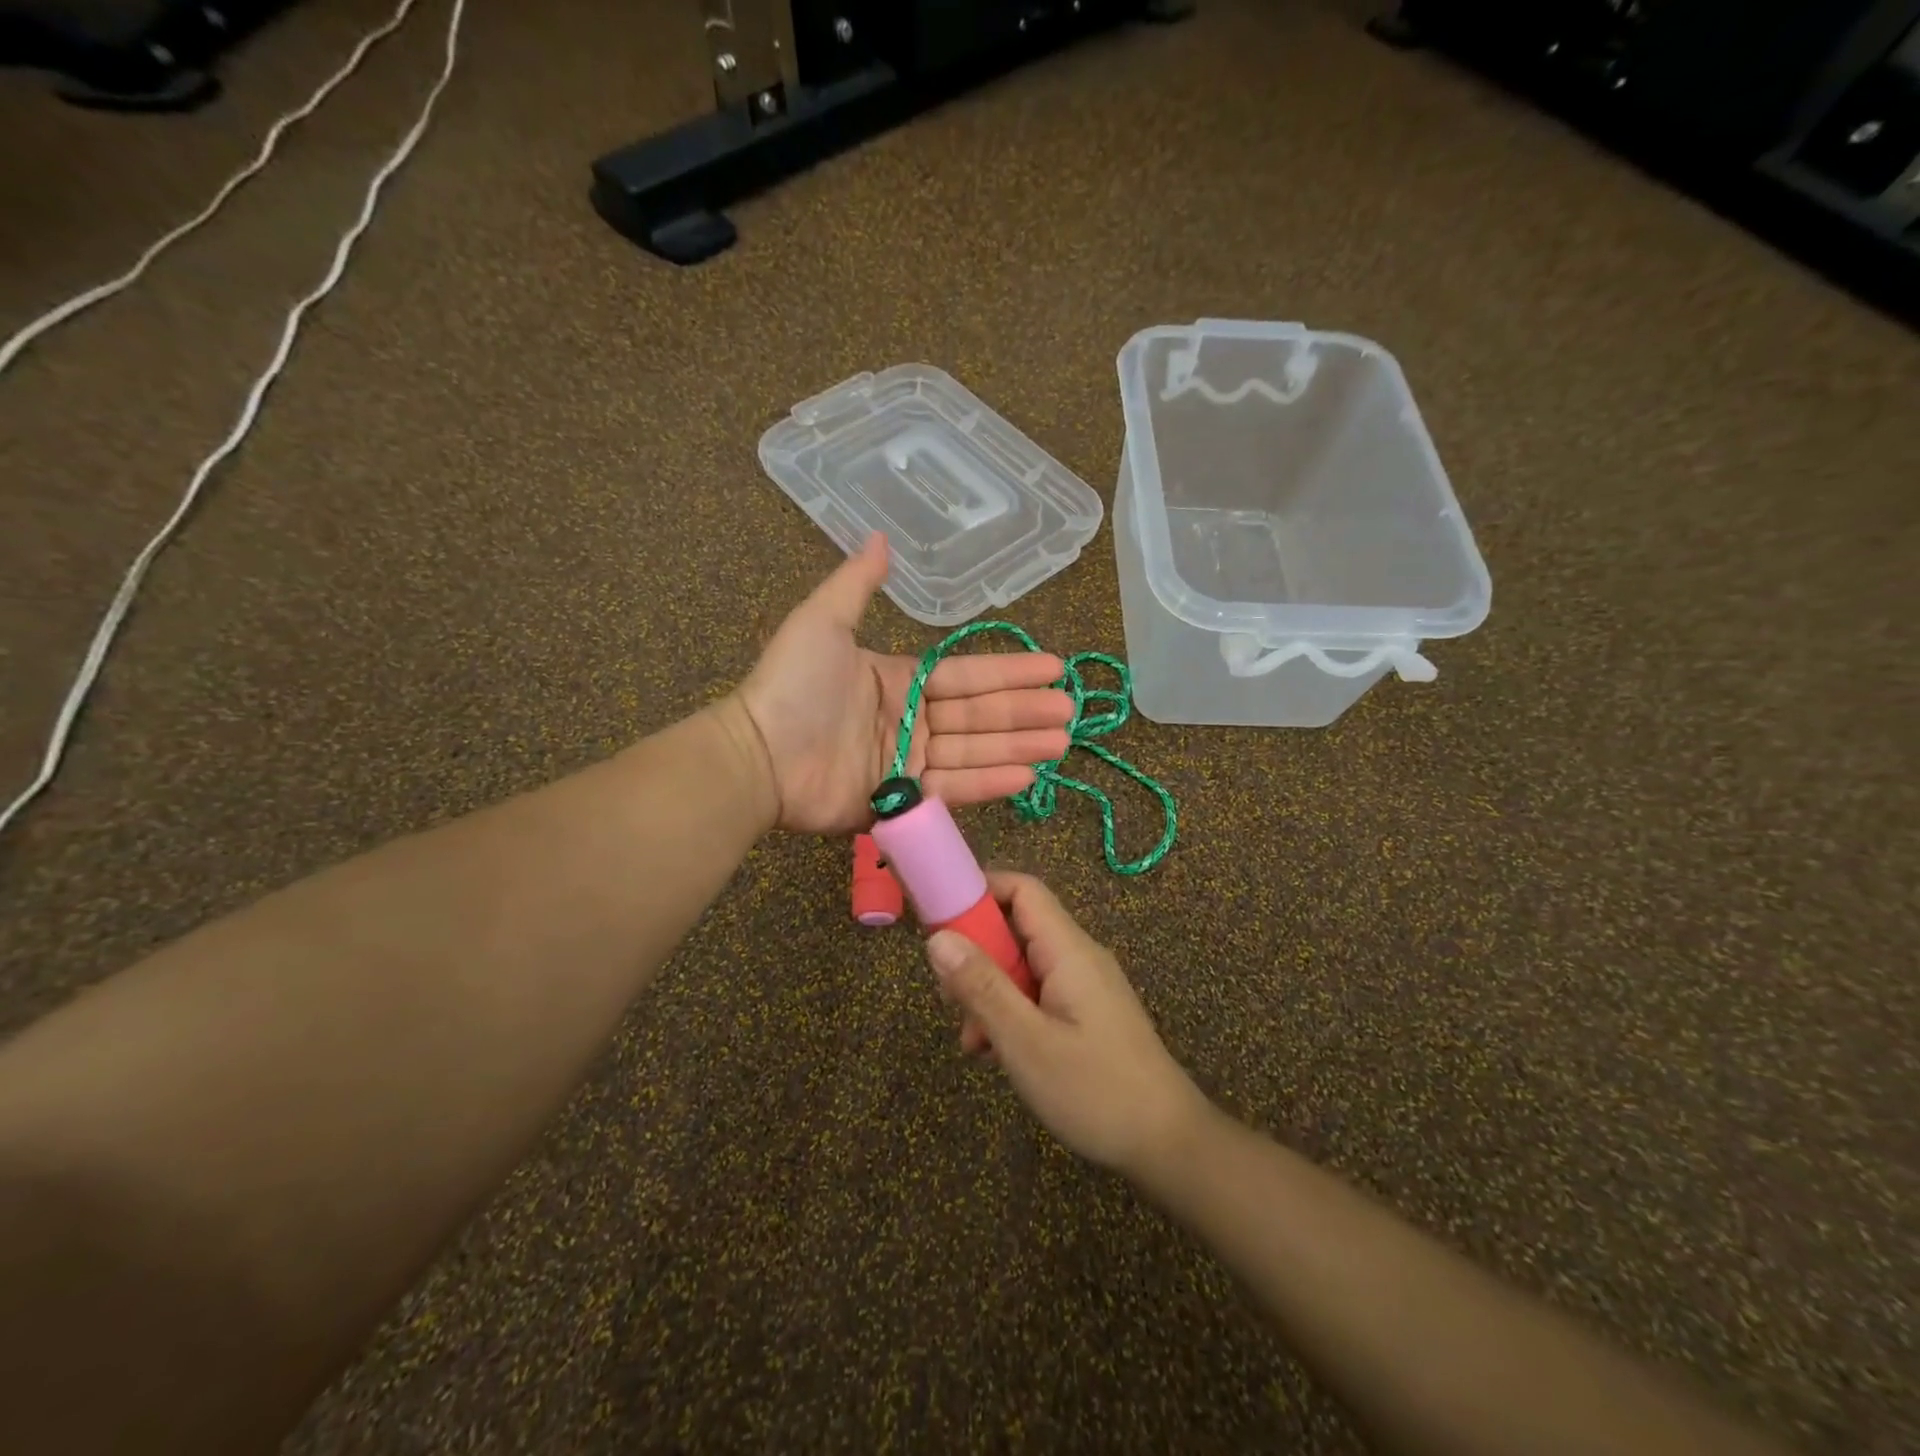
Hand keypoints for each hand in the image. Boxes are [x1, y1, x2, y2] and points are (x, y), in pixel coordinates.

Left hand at [736, 534, 1073, 834]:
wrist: (758, 755)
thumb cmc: (792, 686)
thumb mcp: (823, 621)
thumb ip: (857, 583)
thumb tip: (880, 535)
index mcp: (898, 680)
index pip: (966, 676)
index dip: (1009, 672)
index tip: (1052, 667)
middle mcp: (909, 721)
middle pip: (978, 715)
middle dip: (1025, 711)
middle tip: (1069, 710)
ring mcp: (907, 763)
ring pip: (974, 752)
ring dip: (1018, 746)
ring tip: (1061, 742)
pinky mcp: (900, 801)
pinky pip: (952, 789)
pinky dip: (988, 783)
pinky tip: (1026, 775)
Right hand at [925, 871, 1209, 1176]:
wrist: (1168, 1146)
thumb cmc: (1095, 1090)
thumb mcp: (1026, 1041)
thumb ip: (982, 987)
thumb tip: (937, 938)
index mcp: (1068, 950)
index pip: (1022, 889)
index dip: (979, 891)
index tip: (939, 917)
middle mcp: (1078, 957)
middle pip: (1017, 929)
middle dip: (976, 955)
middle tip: (948, 997)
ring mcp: (1084, 987)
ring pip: (1023, 967)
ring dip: (989, 993)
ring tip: (971, 1040)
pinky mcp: (1087, 1015)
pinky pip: (1037, 995)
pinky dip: (1011, 1014)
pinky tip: (996, 1055)